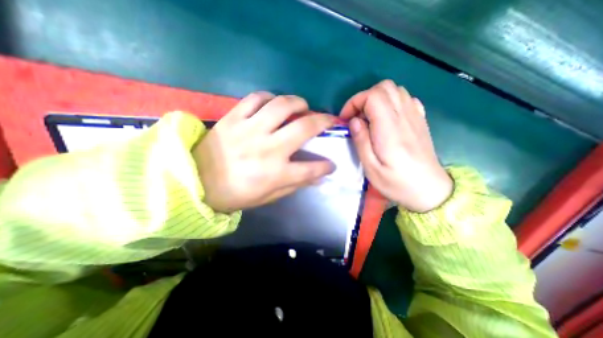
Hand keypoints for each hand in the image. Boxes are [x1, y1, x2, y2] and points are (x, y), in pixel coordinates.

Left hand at [193, 90, 334, 214]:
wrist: (196, 181)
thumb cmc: (235, 194)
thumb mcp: (268, 196)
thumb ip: (294, 185)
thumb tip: (316, 177)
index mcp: (275, 173)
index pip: (311, 169)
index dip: (326, 166)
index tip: (332, 164)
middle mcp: (267, 149)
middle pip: (303, 128)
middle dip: (323, 121)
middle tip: (329, 120)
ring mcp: (249, 130)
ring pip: (282, 105)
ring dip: (299, 103)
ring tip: (303, 106)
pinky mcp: (233, 118)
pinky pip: (255, 98)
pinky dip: (269, 97)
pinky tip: (274, 103)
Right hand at [338, 79, 451, 210]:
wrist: (430, 190)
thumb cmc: (397, 182)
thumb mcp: (371, 168)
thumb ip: (361, 141)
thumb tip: (353, 121)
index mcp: (390, 129)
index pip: (373, 96)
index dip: (355, 102)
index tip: (346, 119)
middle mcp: (404, 116)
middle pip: (384, 87)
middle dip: (364, 98)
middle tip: (356, 118)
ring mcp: (415, 116)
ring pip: (395, 90)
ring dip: (377, 99)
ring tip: (369, 119)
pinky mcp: (420, 120)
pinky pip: (406, 99)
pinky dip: (391, 102)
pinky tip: (386, 119)